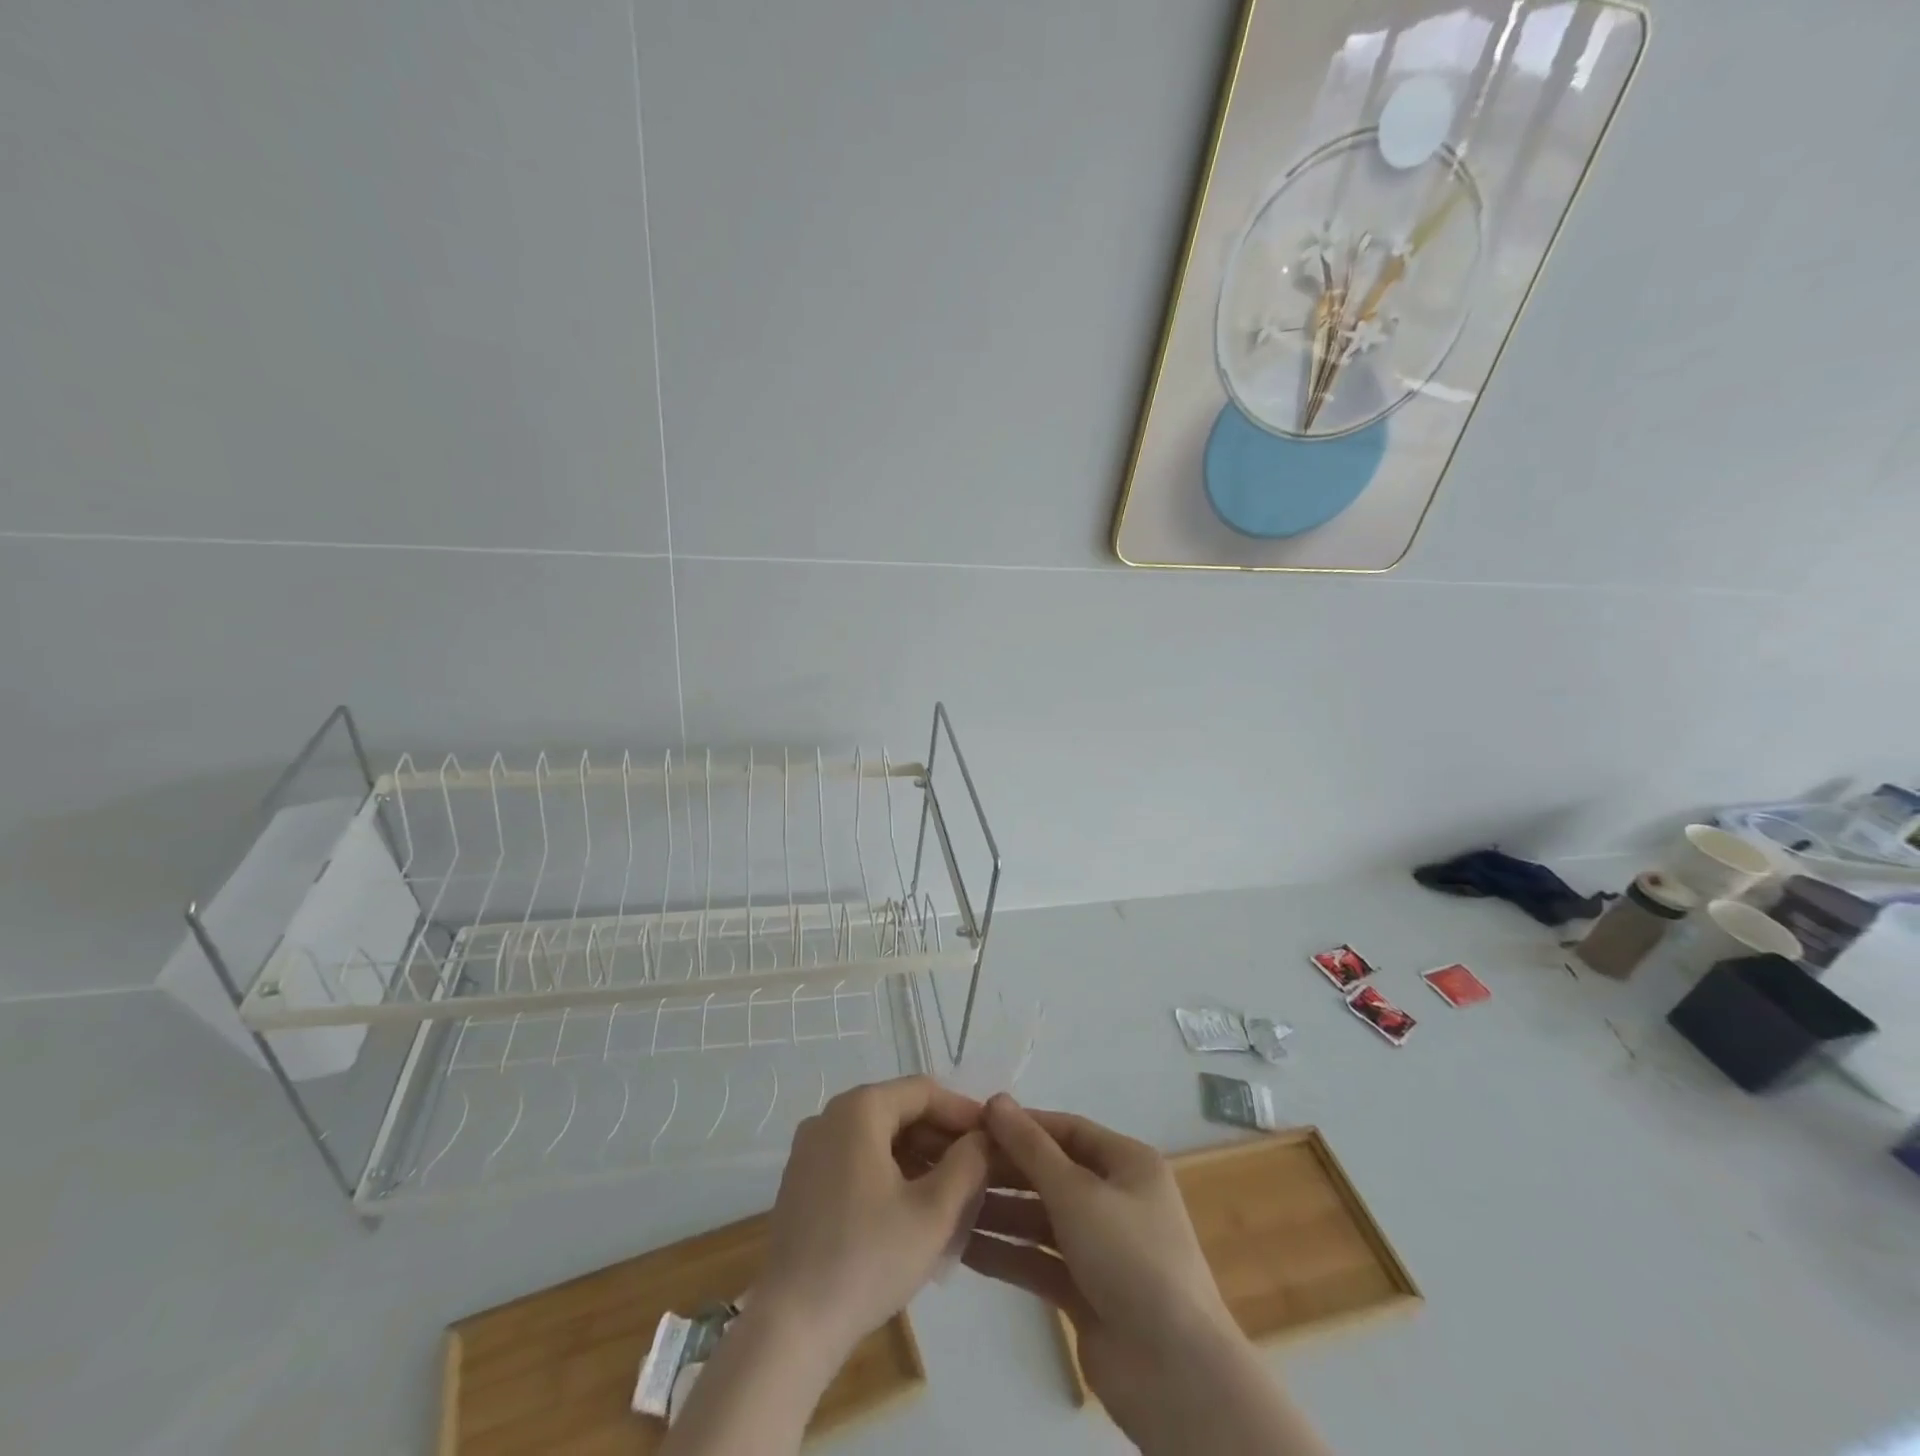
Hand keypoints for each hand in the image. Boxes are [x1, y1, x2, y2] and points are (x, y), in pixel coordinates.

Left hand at [758, 1076, 989, 1364]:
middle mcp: (830, 1116)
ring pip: (878, 1137)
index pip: (923, 1091)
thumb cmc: (868, 1260)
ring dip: (917, 1157)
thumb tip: (983, 1138)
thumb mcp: (934, 1213)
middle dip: (941, 1137)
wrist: (791, 1327)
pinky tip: (910, 1208)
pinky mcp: (802, 1181)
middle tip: (977, 1169)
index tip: (993, 1138)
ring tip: (951, 1192)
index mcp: (860, 1109)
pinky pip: (855, 1159)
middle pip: (899, 1110)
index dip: (963, 1112)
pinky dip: (888, 1172)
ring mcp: (810, 1148)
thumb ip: (968, 1165)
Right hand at [964, 1097, 1334, 1455]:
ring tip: (947, 1205)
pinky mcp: (1085, 1291)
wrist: (1174, 1374)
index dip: (1022, 1125)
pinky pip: (1039, 1261)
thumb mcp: (1077, 1193)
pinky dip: (1007, 1254)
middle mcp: (1115, 1198)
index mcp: (1127, 1164)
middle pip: (1051, 1173)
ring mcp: (1100, 1247)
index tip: (973, 1123)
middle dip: (1004, 1170)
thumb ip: (1031, 1148)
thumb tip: (995, 1100)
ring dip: (999, 1212)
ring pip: (1041, 1218)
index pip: (1066, 1130)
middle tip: (951, 1166)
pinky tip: (963, 1249)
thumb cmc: (1130, 1258)